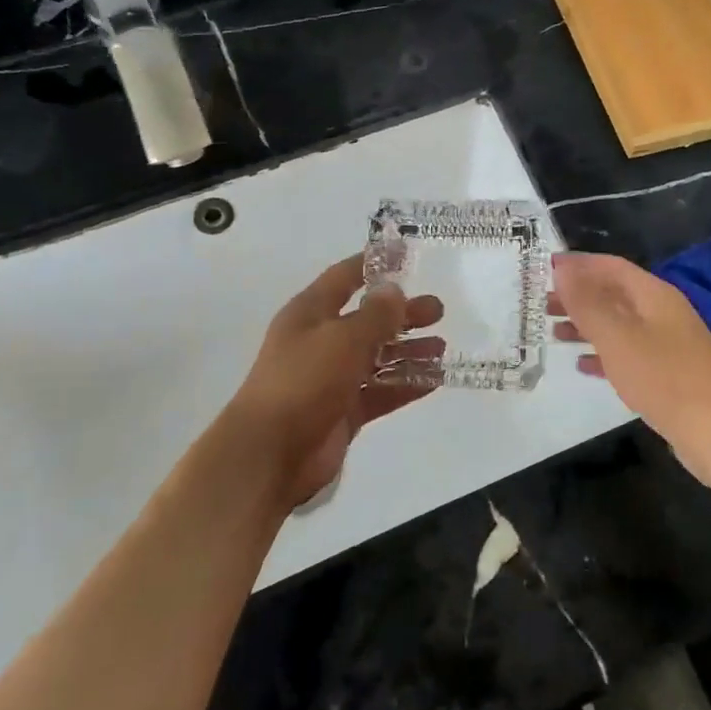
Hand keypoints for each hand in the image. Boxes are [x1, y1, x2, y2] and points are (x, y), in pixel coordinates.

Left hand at [226, 255, 441, 509]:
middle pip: (367, 319)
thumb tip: (394, 289)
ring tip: (442, 348)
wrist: (269, 454)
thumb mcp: (343, 338)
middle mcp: (320, 341)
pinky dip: (405, 385)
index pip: (344, 278)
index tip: (405, 254)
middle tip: (438, 310)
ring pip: (377, 357)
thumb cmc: (303, 381)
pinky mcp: (343, 411)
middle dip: (402, 314)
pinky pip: (380, 391)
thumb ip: (375, 314)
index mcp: (310, 313)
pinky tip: (434, 380)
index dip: (373, 265)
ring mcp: (331, 378)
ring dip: (408, 351)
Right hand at [550, 252, 710, 489]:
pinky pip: (628, 352)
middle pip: (613, 293)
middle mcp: (662, 311)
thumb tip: (563, 269)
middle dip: (577, 296)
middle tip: (540, 304)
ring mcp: (668, 343)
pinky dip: (604, 353)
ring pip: (619, 324)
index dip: (577, 265)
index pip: (610, 266)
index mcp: (654, 294)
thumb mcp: (618, 337)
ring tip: (552, 332)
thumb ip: (587, 303)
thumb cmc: (664, 377)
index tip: (543, 270)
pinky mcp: (669, 373)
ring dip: (586, 324)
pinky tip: (582, 365)